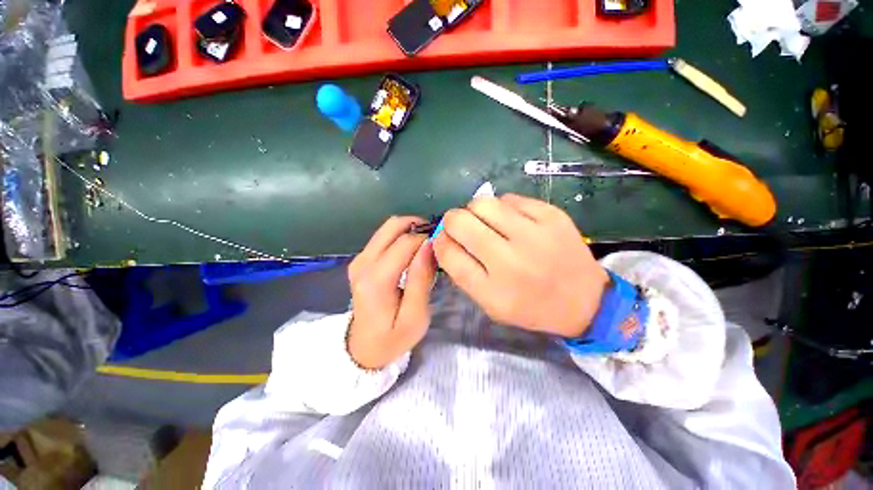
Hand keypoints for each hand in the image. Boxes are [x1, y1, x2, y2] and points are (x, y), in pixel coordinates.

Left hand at [347, 216, 436, 369]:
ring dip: (410, 230)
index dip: (427, 237)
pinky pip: (384, 237)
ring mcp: (359, 259)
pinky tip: (413, 251)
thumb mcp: (415, 315)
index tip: (443, 245)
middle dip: (418, 226)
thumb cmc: (393, 337)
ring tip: (427, 245)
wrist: (363, 348)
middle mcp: (363, 263)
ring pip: (388, 228)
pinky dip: (401, 237)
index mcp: (376, 279)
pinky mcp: (361, 259)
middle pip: (392, 226)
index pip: (405, 242)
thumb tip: (429, 244)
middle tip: (436, 240)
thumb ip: (421, 278)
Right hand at [433, 194, 608, 337]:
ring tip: (486, 222)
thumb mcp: (490, 304)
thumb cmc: (531, 306)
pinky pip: (510, 198)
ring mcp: (534, 234)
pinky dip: (503, 207)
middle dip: (452, 220)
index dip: (440, 241)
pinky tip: (512, 221)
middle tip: (461, 226)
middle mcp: (510, 260)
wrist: (584, 300)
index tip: (443, 239)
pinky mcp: (552, 215)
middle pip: (460, 221)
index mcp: (492, 290)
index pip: (448, 253)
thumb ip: (463, 273)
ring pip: (483, 203)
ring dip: (476, 211)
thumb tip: (444, 239)